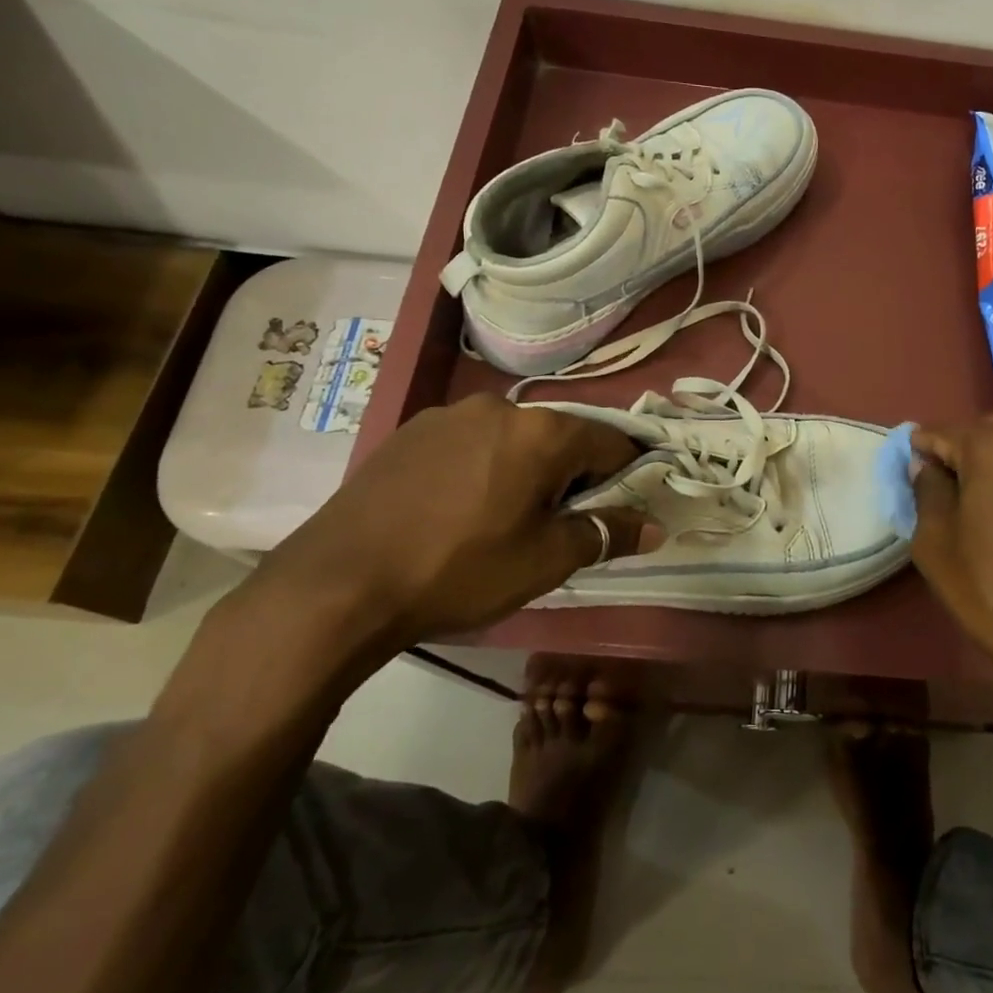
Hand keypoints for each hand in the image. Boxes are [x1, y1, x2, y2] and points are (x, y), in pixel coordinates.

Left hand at [253, 393, 655, 646]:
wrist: (337, 584)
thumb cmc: (458, 570)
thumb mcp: (545, 560)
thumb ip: (606, 533)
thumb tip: (654, 526)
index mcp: (541, 432)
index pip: (610, 442)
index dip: (625, 476)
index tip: (617, 510)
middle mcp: (499, 407)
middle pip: (560, 437)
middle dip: (570, 475)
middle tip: (555, 524)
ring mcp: (448, 414)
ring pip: (512, 438)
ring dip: (524, 469)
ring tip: (501, 519)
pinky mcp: (410, 431)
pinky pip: (469, 442)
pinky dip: (482, 467)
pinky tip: (456, 509)